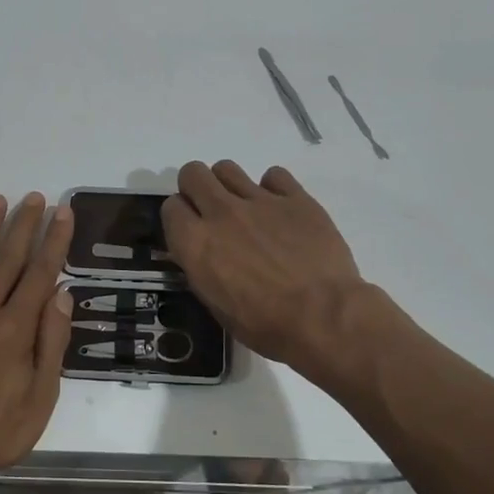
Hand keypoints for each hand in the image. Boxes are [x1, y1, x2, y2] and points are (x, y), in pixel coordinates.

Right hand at [162, 161, 371, 376]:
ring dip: (229, 185)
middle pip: (193, 173)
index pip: (170, 207)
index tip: (190, 230)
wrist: (323, 316)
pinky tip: (281, 211)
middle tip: (211, 210)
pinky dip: (273, 189)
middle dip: (196, 188)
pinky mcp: (295, 198)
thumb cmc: (265, 324)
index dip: (179, 218)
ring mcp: (259, 201)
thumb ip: (202, 268)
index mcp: (196, 242)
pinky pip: (274, 175)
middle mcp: (221, 213)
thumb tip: (202, 254)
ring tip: (245, 208)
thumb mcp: (216, 305)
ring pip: (227, 168)